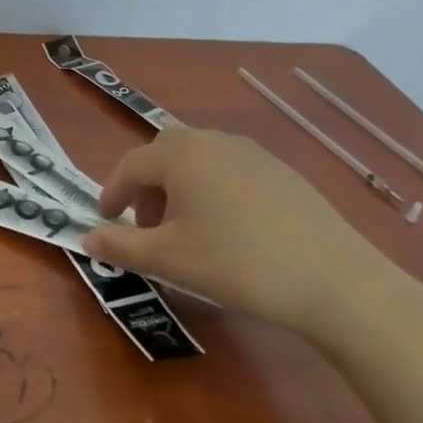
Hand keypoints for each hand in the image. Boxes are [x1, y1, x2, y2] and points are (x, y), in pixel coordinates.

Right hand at [82, 127, 397, 337]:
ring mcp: (254, 154)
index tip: (105, 221)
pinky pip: (231, 173)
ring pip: (200, 163)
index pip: (131, 166)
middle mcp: (214, 141)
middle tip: (146, 228)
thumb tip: (87, 238)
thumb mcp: (168, 259)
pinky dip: (213, 193)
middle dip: (147, 189)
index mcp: (181, 154)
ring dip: (180, 190)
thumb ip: (121, 245)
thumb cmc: (236, 263)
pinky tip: (228, 232)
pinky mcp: (283, 173)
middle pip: (165, 156)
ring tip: (185, 232)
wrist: (335, 280)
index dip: (113, 194)